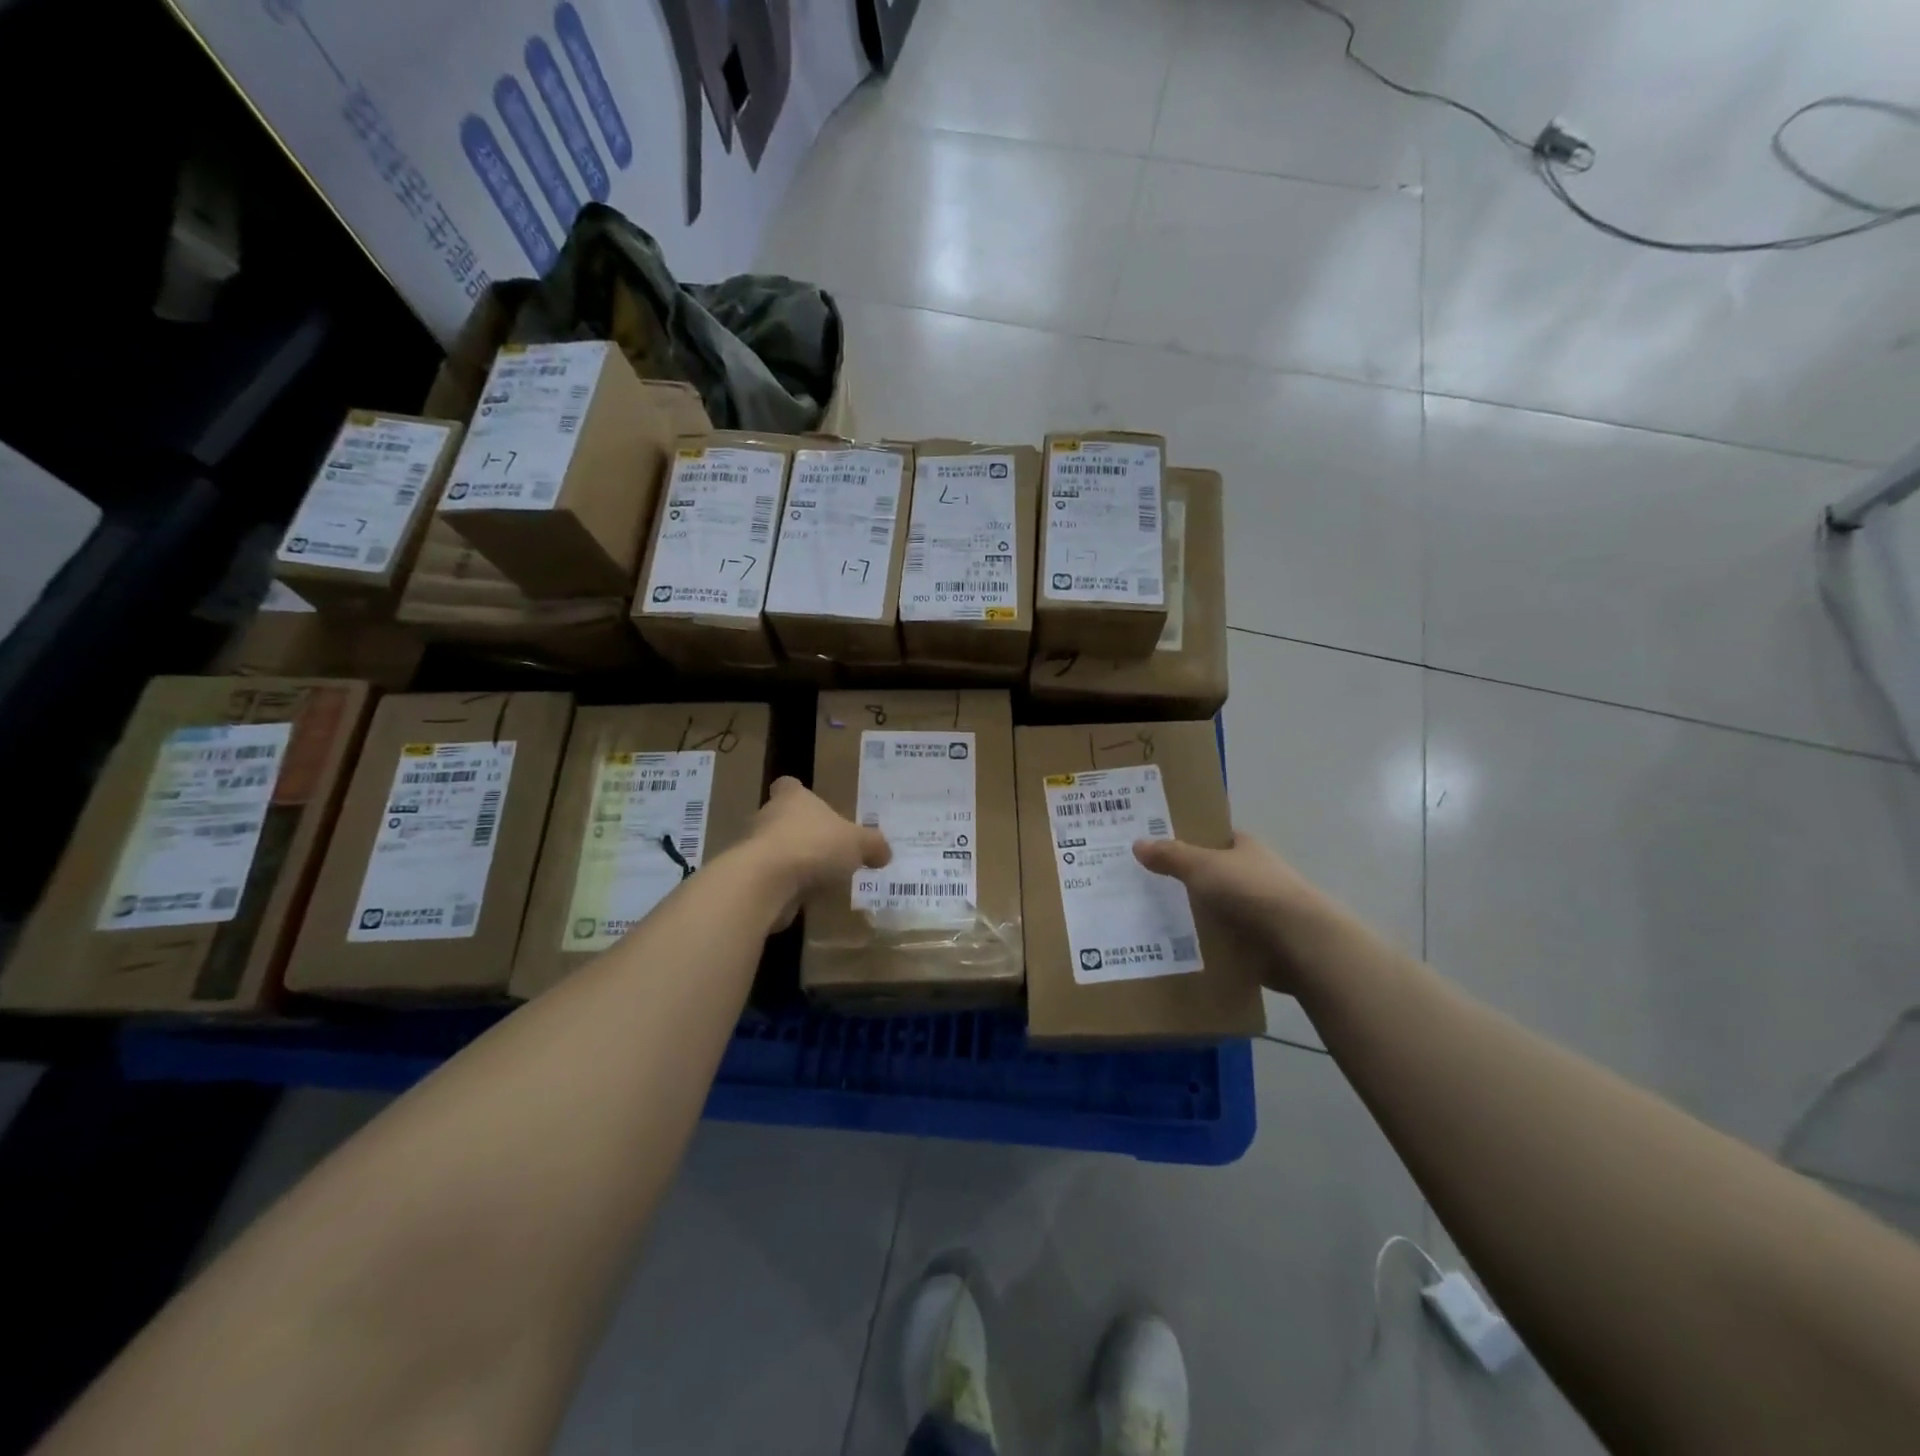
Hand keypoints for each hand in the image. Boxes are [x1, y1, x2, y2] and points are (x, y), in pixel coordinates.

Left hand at [743, 778, 889, 926]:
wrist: (767, 883)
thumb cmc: (814, 846)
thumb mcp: (858, 843)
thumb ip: (873, 845)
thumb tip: (885, 852)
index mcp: (792, 798)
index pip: (789, 786)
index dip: (799, 794)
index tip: (814, 806)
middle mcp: (769, 817)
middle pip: (783, 818)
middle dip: (802, 832)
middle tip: (828, 847)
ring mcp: (755, 849)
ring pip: (777, 850)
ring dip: (794, 862)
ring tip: (821, 877)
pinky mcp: (751, 879)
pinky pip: (772, 879)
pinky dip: (786, 887)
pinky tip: (806, 899)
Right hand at [1133, 831, 1328, 984]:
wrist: (1299, 943)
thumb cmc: (1251, 892)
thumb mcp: (1202, 867)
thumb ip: (1171, 856)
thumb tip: (1138, 843)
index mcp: (1244, 847)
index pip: (1211, 837)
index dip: (1184, 839)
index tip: (1152, 848)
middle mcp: (1253, 874)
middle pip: (1210, 874)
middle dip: (1181, 880)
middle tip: (1140, 886)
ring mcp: (1258, 910)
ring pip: (1215, 908)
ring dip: (1192, 915)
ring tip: (1149, 921)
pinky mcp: (1259, 942)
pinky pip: (1222, 938)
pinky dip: (1204, 943)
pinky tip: (1174, 949)